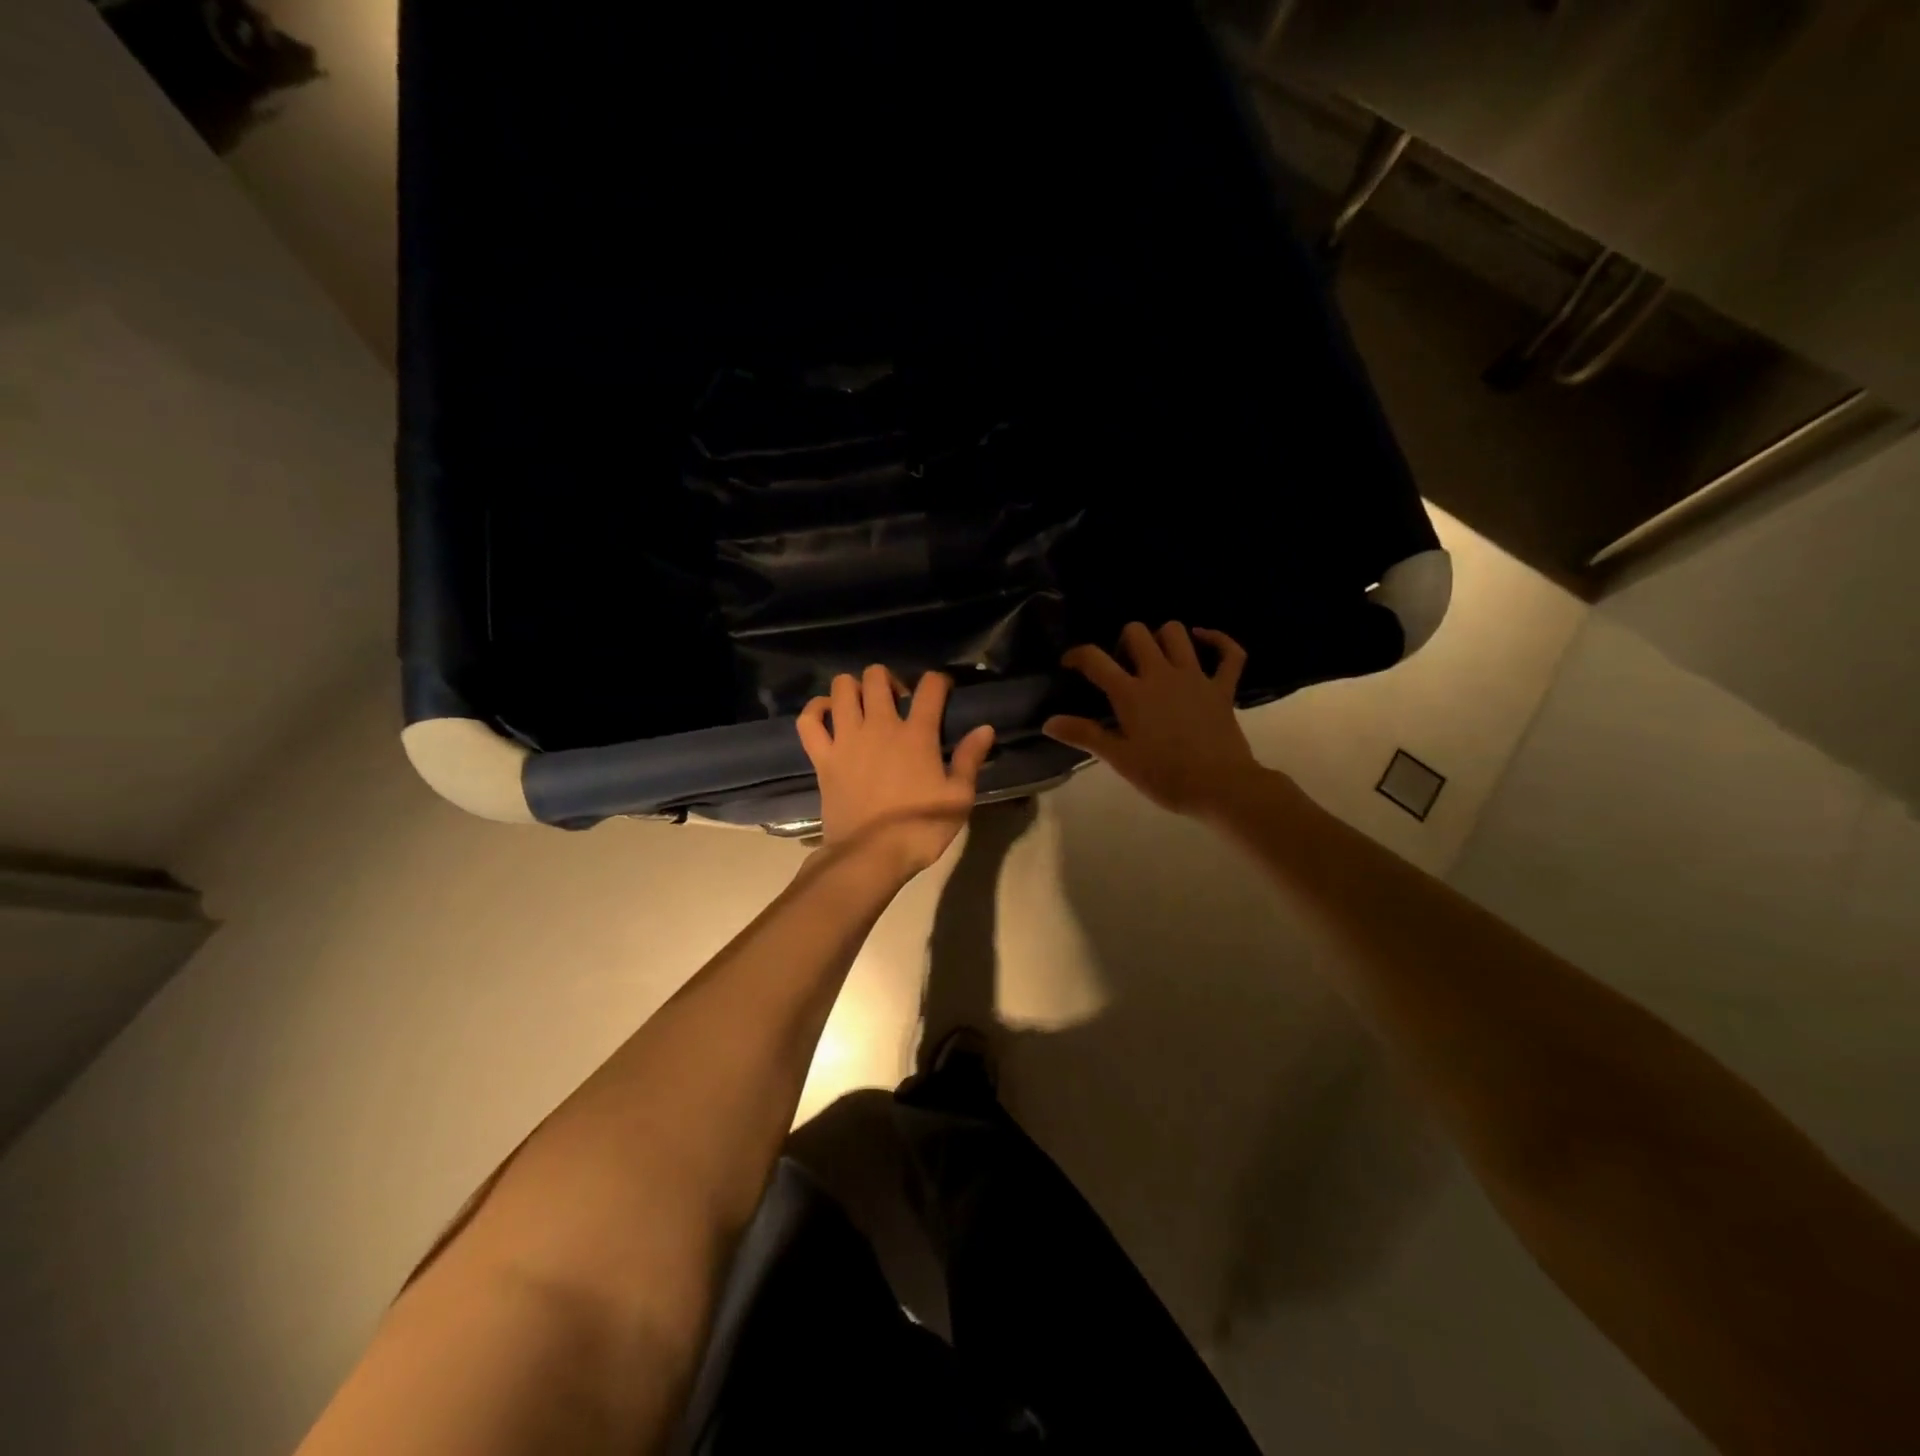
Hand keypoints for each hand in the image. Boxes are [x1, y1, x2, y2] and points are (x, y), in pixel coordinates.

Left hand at [797, 666, 995, 874]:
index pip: (931, 687)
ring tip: (863, 705)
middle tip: (897, 702)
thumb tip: (984, 728)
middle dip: (889, 679)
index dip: (939, 681)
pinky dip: (815, 710)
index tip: (943, 690)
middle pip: (877, 677)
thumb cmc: (920, 828)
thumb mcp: (958, 798)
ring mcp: (847, 740)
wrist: (871, 856)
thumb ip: (969, 759)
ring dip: (853, 688)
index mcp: (917, 734)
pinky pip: (809, 721)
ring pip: (842, 689)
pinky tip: (827, 714)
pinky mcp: (823, 758)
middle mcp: (879, 726)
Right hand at [1043, 622, 1264, 818]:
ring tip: (1154, 656)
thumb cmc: (1164, 776)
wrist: (1220, 787)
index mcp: (1131, 693)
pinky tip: (1203, 639)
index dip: (1077, 655)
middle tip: (1120, 666)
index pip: (1095, 659)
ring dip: (1161, 637)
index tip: (1069, 664)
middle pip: (1137, 633)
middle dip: (1123, 641)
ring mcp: (1195, 677)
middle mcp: (1161, 675)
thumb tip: (1048, 722)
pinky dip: (1218, 640)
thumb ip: (1084, 735)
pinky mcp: (1223, 688)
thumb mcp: (1119, 759)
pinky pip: (1229, 653)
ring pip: (1176, 633)